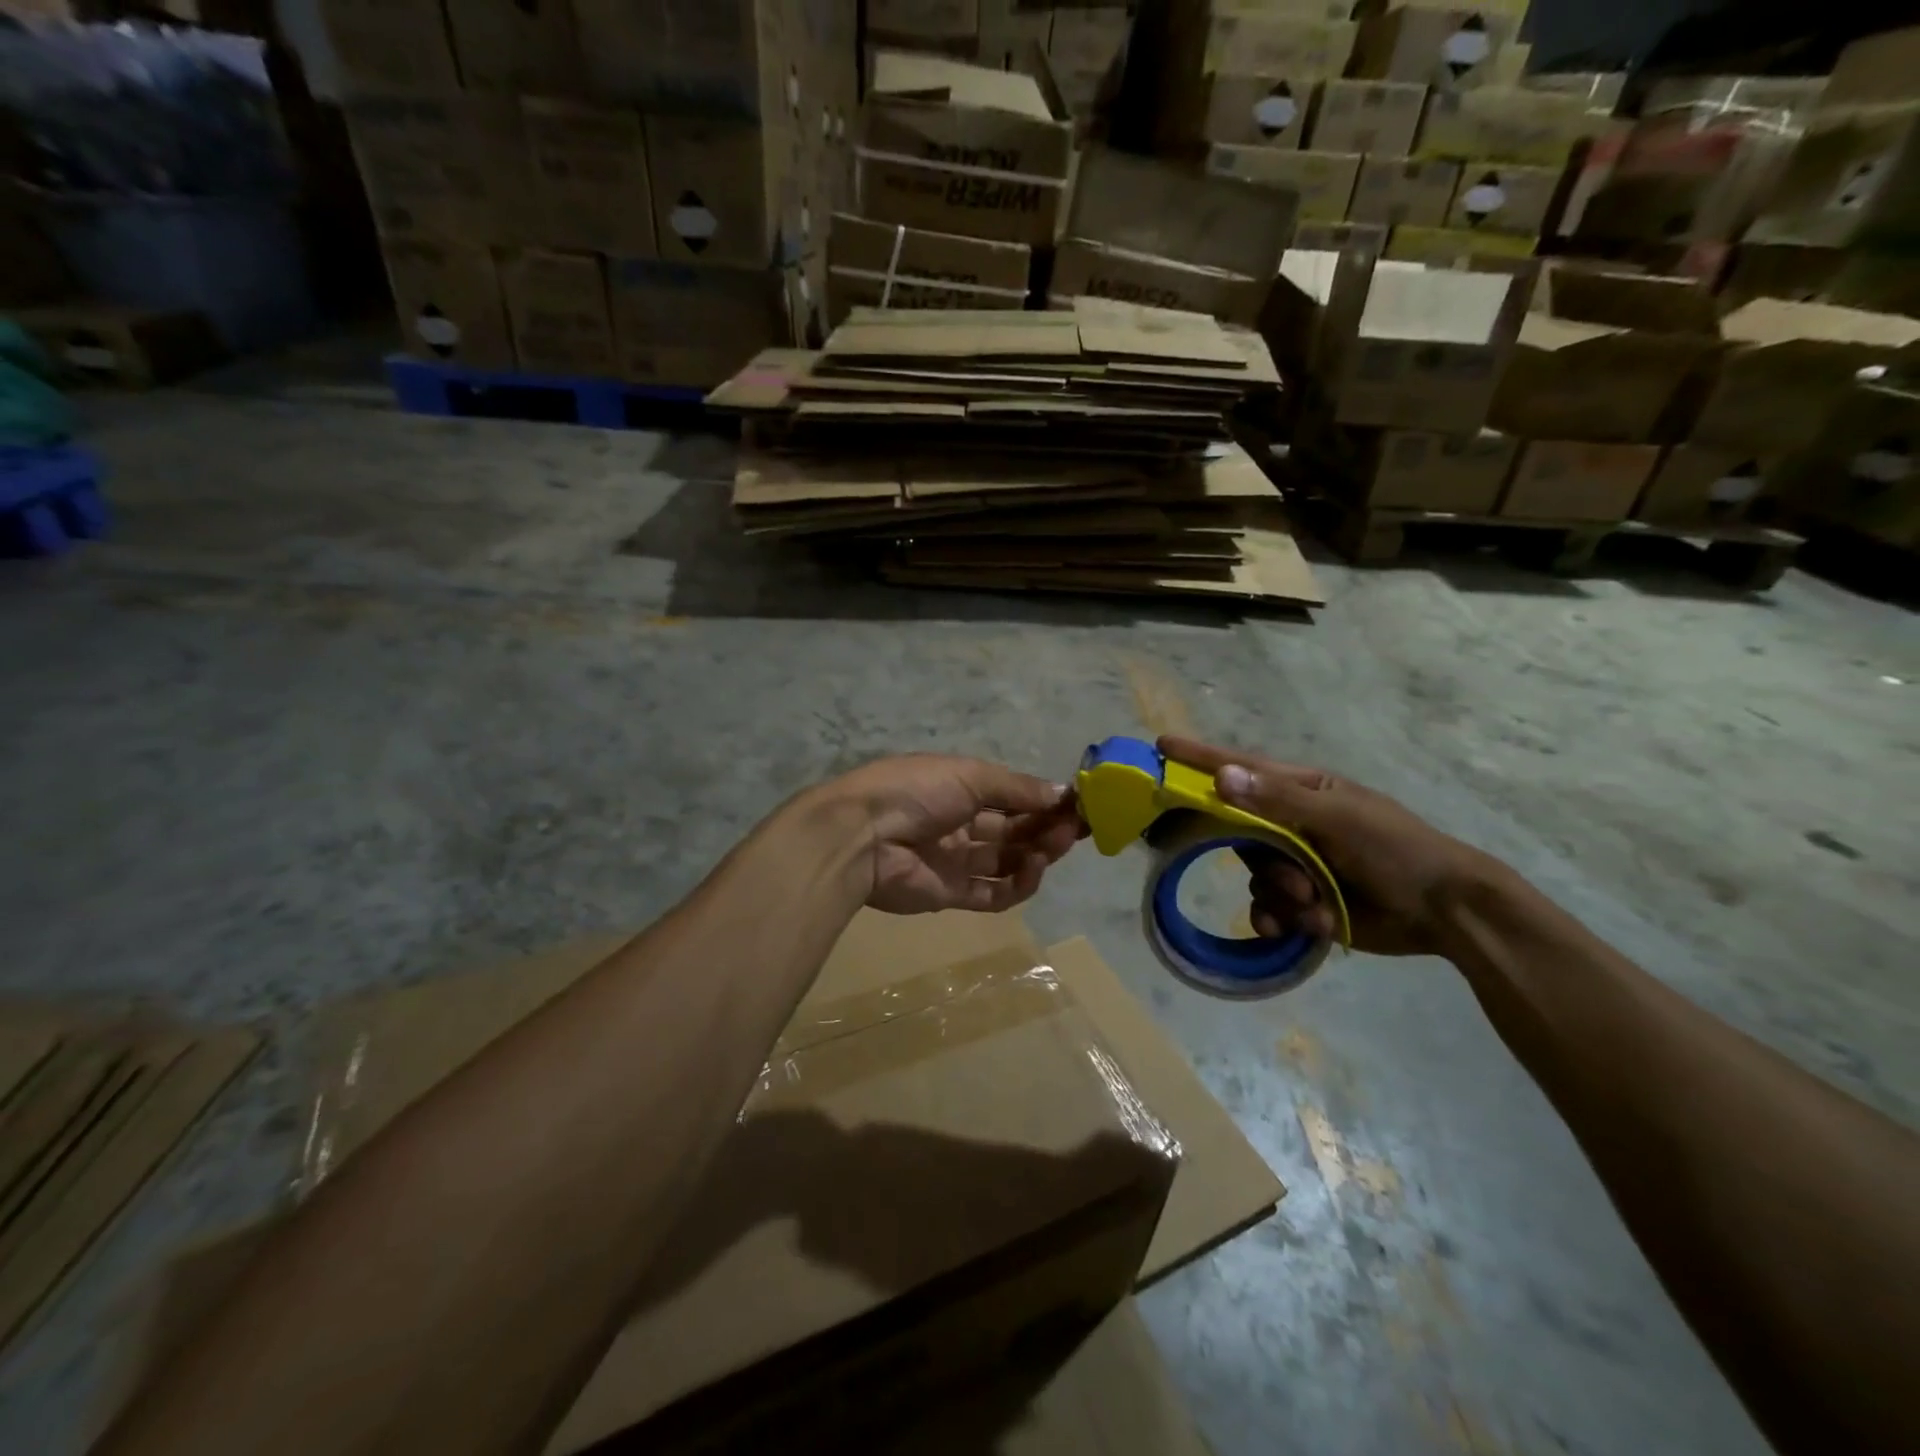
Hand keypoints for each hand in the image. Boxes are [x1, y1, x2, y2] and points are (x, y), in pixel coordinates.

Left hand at [821, 755, 1086, 915]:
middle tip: (1078, 828)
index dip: (1044, 800)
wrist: (862, 834)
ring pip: (1007, 860)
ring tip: (1056, 845)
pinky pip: (992, 893)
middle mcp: (960, 823)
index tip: (1079, 804)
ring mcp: (955, 860)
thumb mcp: (971, 775)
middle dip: (1047, 827)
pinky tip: (1033, 870)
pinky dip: (1018, 884)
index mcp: (961, 788)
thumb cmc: (917, 790)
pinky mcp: (950, 894)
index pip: (1013, 796)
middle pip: (1014, 829)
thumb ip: (1017, 788)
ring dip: (1037, 853)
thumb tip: (1063, 792)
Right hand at [1159, 736, 1496, 956]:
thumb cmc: (1396, 850)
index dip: (1200, 758)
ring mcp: (1297, 862)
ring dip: (1280, 894)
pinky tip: (1303, 927)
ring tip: (1315, 906)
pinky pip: (1266, 906)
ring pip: (1254, 874)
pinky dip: (1278, 918)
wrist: (1444, 912)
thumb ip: (1278, 801)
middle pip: (1240, 832)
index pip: (1242, 767)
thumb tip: (1220, 777)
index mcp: (1303, 791)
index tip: (1161, 747)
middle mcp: (1292, 822)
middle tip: (1292, 878)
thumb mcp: (1340, 819)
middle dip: (1263, 860)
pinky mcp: (1301, 900)